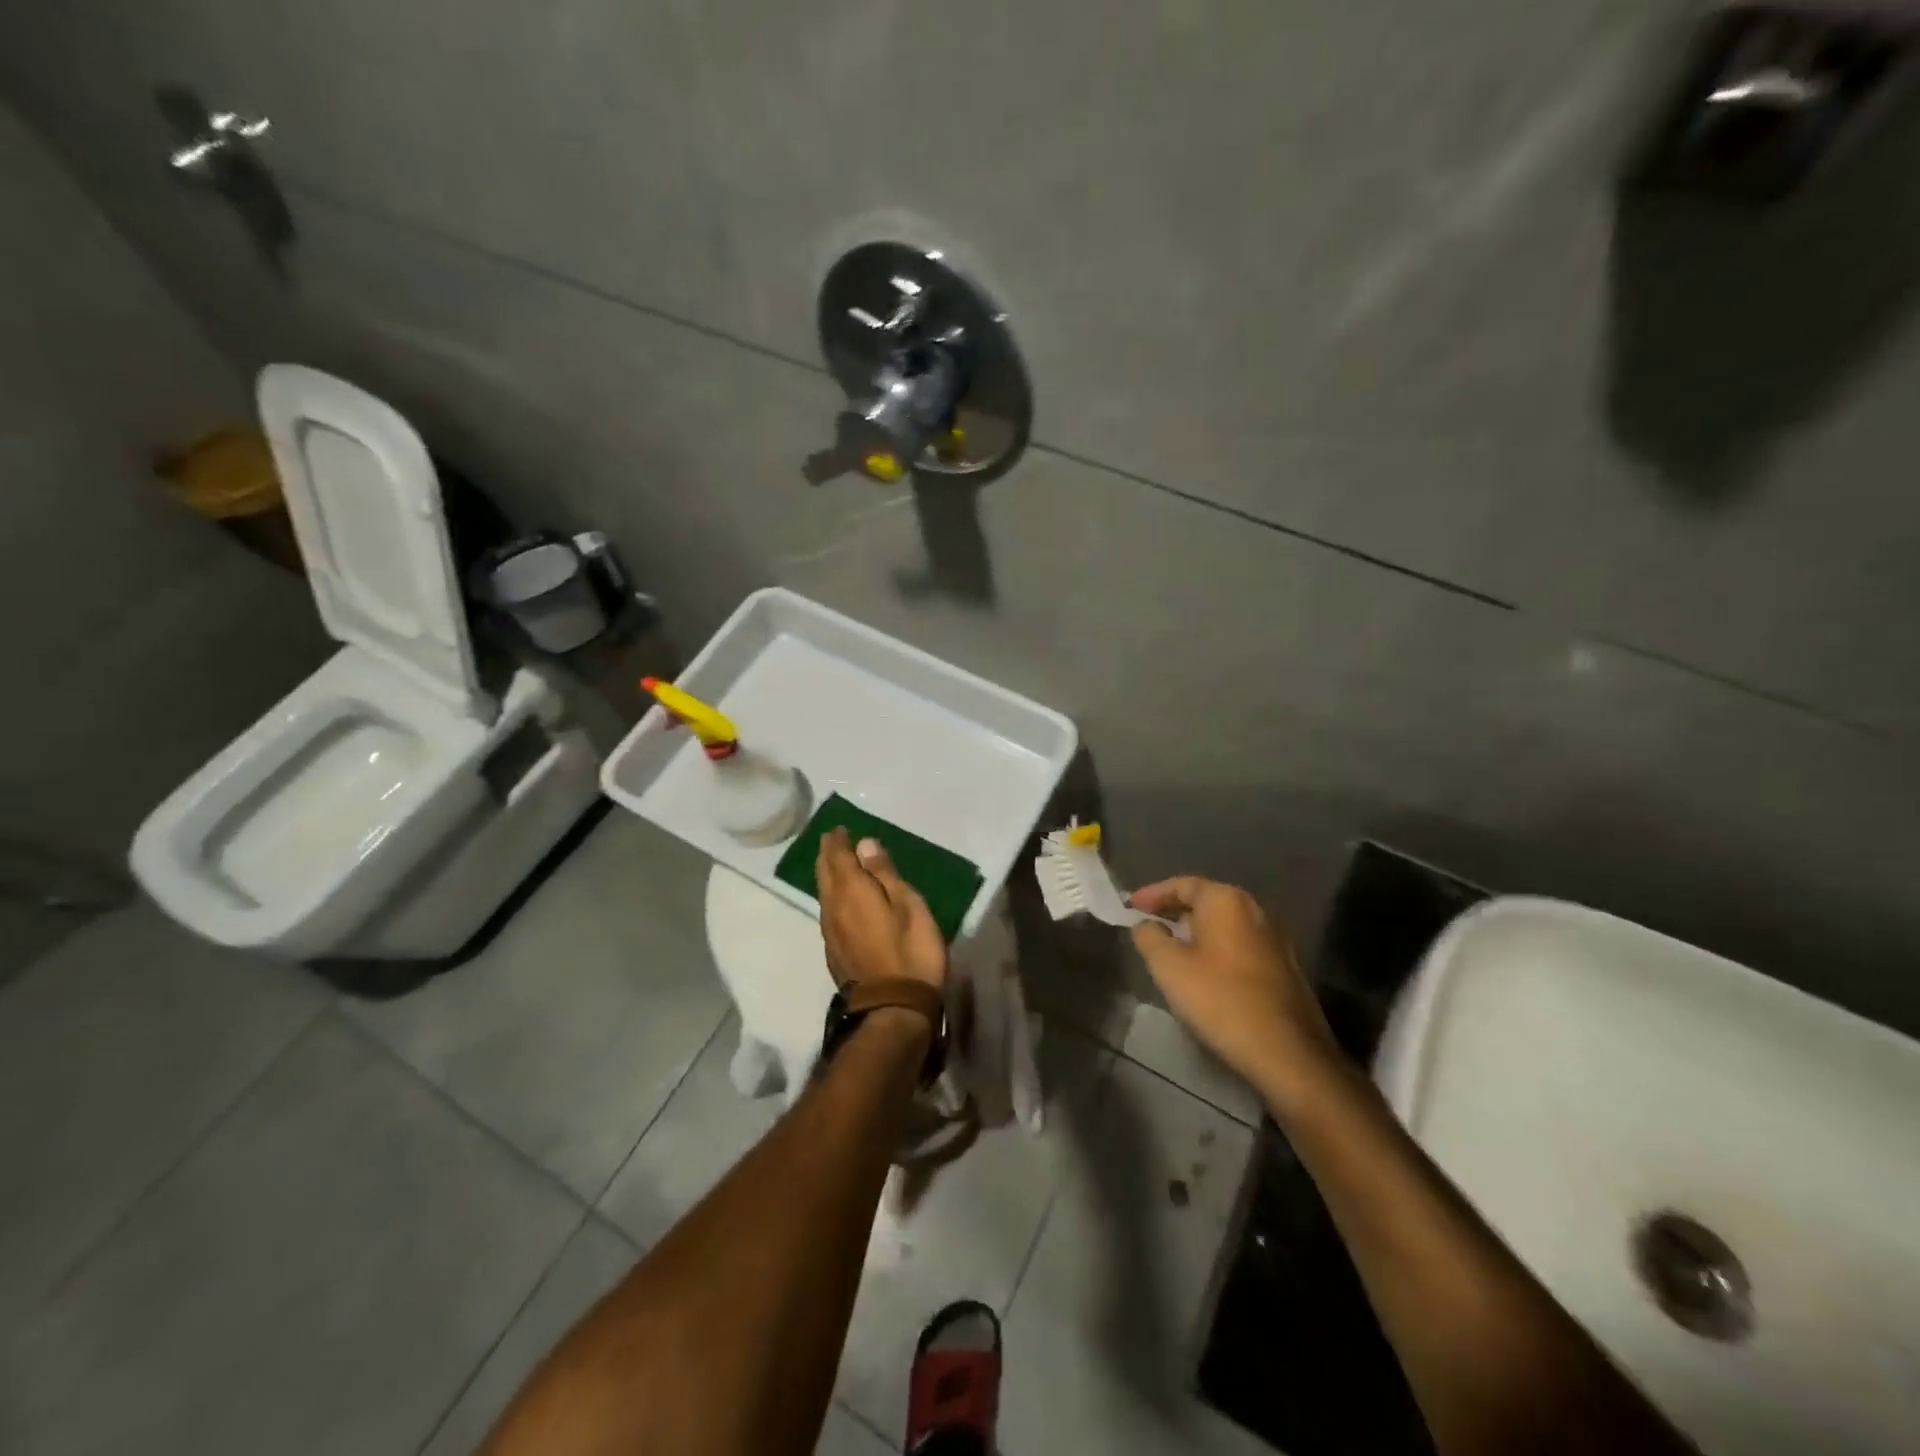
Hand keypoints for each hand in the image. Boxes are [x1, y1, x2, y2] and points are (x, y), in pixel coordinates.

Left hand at [815, 828, 947, 991]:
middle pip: (824, 874)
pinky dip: (832, 896)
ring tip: (835, 864)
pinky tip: (841, 900)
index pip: (838, 857)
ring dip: (827, 875)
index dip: (838, 841)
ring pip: (823, 893)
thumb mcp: (908, 905)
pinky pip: (828, 912)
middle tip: (833, 841)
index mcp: (852, 891)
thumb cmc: (911, 951)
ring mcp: (831, 932)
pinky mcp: (834, 951)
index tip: (839, 829)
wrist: (894, 1008)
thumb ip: (885, 874)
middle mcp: (833, 907)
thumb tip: (864, 844)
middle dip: (827, 854)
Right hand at [1129, 877, 1341, 1103]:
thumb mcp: (1169, 967)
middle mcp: (1254, 909)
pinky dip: (1217, 947)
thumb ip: (1150, 937)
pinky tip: (1205, 969)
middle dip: (1175, 909)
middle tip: (1148, 922)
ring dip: (1197, 929)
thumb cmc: (1221, 1000)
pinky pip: (1240, 943)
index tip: (1130, 906)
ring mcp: (1275, 937)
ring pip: (1225, 923)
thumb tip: (1146, 924)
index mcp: (1226, 900)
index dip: (1153, 894)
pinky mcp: (1285, 966)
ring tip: (1172, 946)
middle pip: (1206, 900)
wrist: (1288, 1052)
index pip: (1182, 884)